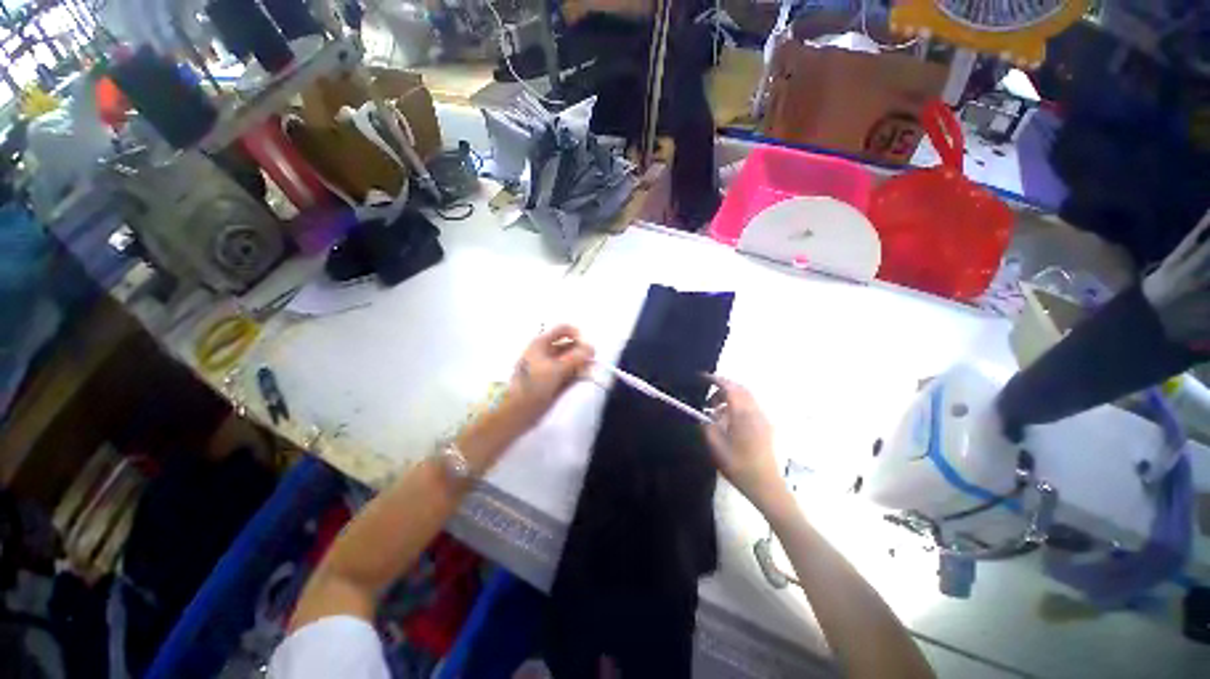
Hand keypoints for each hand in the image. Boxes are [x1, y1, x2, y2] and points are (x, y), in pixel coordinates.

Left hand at [500, 324, 595, 431]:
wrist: (517, 412)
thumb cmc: (532, 385)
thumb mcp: (555, 369)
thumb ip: (576, 357)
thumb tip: (592, 348)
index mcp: (542, 343)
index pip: (564, 329)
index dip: (578, 335)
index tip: (587, 347)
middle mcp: (547, 352)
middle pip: (570, 345)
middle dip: (582, 351)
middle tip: (592, 361)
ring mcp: (551, 367)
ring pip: (572, 360)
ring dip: (582, 363)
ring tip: (589, 371)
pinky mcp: (555, 381)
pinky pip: (572, 373)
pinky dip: (579, 374)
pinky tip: (584, 377)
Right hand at [703, 376, 785, 512]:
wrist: (765, 485)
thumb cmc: (738, 466)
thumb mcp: (715, 446)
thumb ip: (707, 426)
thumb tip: (704, 415)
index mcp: (742, 414)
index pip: (730, 387)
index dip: (716, 380)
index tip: (702, 378)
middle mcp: (755, 411)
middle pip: (740, 389)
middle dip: (723, 388)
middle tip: (707, 399)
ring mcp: (763, 418)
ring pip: (746, 397)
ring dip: (730, 397)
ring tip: (715, 411)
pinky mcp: (766, 426)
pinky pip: (751, 406)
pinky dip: (738, 405)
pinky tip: (728, 420)